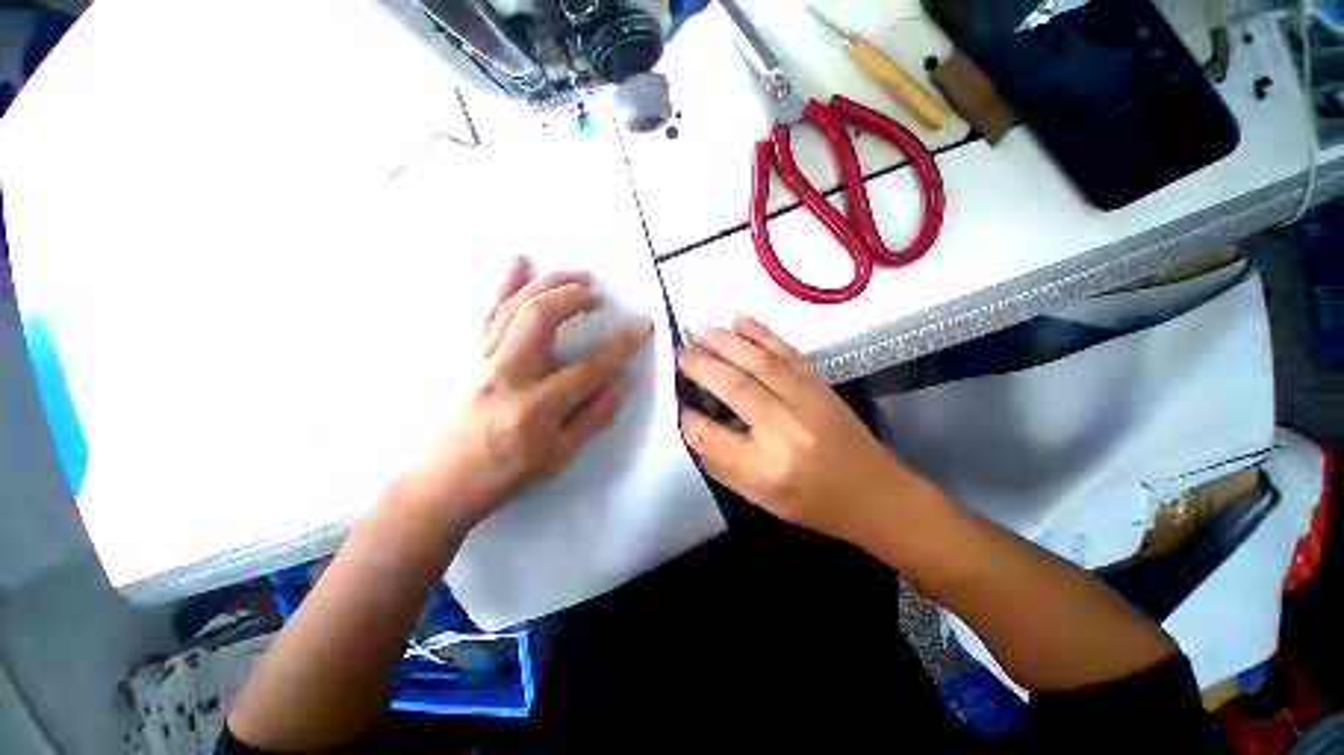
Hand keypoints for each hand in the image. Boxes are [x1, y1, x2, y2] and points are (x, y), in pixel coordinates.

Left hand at [396, 257, 653, 531]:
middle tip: (597, 294)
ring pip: (514, 308)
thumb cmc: (505, 475)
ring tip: (574, 274)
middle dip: (574, 296)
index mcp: (537, 407)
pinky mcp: (467, 356)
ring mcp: (482, 361)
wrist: (439, 484)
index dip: (621, 345)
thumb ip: (594, 416)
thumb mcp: (559, 456)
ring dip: (547, 284)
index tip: (642, 326)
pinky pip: (486, 313)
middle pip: (541, 318)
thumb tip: (624, 383)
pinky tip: (518, 261)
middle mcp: (508, 375)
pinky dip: (503, 284)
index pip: (590, 368)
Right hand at [677, 316, 947, 548]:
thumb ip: (722, 461)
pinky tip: (738, 319)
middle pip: (732, 386)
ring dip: (722, 341)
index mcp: (767, 468)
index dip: (685, 416)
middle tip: (677, 351)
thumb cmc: (812, 503)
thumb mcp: (759, 497)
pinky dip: (760, 332)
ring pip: (757, 362)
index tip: (673, 400)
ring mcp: (807, 401)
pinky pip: (786, 351)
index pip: (710, 435)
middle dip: (698, 365)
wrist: (875, 494)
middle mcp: (785, 430)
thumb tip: (693, 423)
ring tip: (696, 329)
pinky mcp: (820, 384)